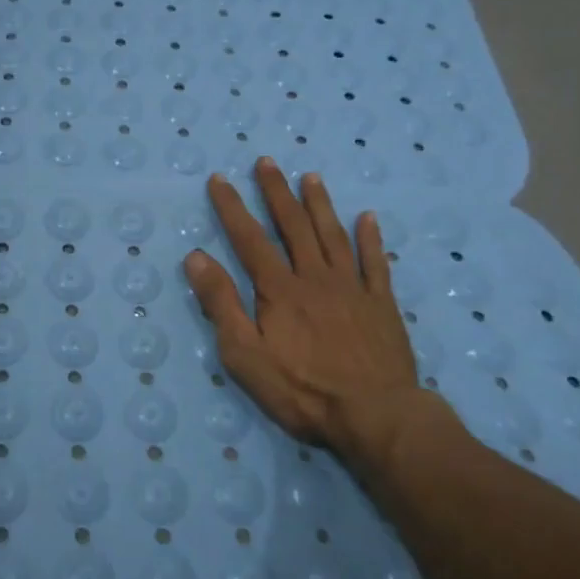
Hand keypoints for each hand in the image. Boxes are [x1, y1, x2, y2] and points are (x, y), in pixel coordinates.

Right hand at [183, 158, 445, 470]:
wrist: (376, 416)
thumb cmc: (302, 389)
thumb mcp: (244, 353)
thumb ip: (221, 303)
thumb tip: (197, 257)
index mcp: (280, 289)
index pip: (250, 239)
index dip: (232, 207)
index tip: (219, 179)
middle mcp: (315, 278)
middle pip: (293, 226)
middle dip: (276, 192)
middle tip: (266, 162)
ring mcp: (352, 289)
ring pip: (334, 236)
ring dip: (320, 204)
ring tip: (310, 177)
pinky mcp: (382, 306)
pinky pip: (376, 264)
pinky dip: (371, 239)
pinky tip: (368, 218)